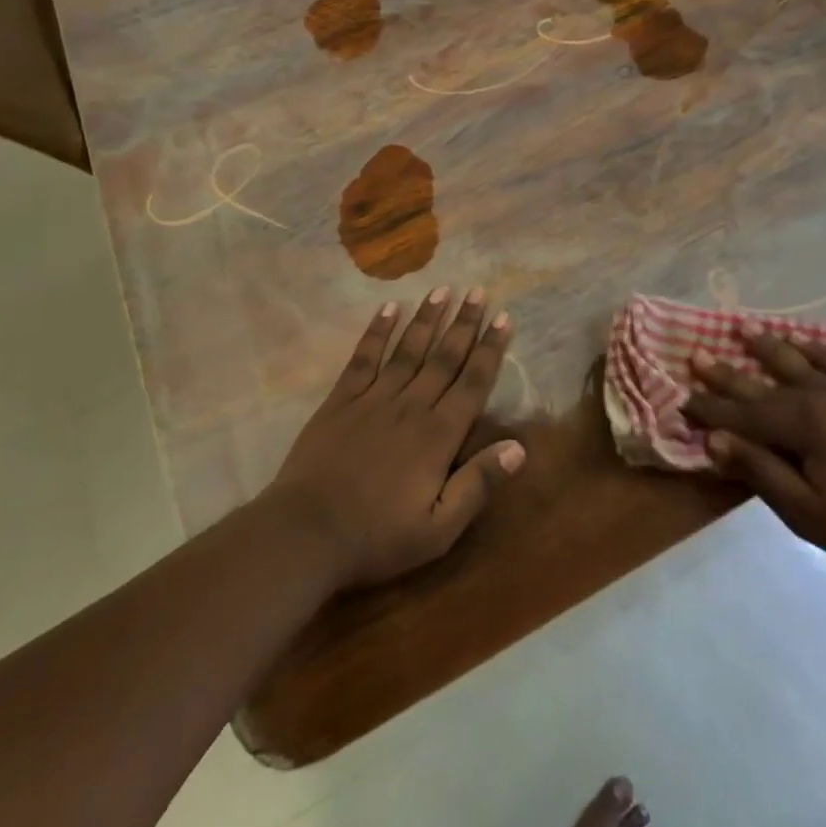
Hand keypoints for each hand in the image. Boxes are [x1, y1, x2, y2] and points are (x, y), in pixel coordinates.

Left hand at [267, 287, 525, 590]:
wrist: (305, 534)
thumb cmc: (377, 537)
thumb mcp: (438, 529)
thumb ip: (478, 485)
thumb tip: (519, 448)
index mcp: (438, 436)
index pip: (472, 383)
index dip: (490, 350)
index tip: (504, 318)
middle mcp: (411, 406)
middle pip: (444, 358)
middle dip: (464, 323)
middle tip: (478, 292)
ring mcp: (373, 399)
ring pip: (408, 350)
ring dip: (428, 319)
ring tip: (443, 289)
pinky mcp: (341, 400)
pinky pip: (364, 358)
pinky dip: (377, 331)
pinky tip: (389, 308)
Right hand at [682, 328, 825, 583]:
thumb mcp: (806, 511)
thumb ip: (759, 471)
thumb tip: (714, 440)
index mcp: (803, 424)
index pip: (743, 413)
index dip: (710, 408)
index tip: (681, 399)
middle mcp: (823, 396)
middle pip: (765, 380)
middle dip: (727, 371)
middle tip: (696, 353)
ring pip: (800, 361)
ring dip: (768, 346)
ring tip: (742, 328)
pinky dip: (817, 348)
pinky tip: (804, 342)